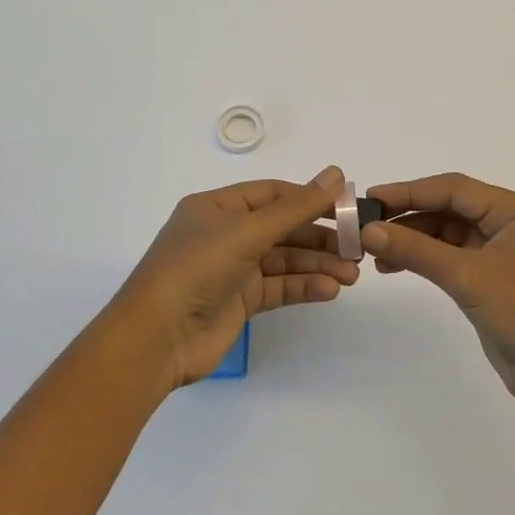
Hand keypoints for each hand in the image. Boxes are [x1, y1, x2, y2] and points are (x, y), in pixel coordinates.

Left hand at [115, 166, 357, 388]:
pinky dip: (304, 287)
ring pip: (284, 259)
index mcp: (218, 207)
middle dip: (319, 237)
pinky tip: (329, 290)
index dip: (310, 197)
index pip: (273, 194)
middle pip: (283, 228)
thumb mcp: (247, 231)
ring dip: (317, 265)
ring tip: (352, 274)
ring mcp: (233, 269)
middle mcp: (226, 234)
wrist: (156, 339)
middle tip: (357, 246)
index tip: (347, 205)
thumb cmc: (196, 269)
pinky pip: (279, 287)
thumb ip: (296, 208)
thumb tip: (336, 175)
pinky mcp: (240, 301)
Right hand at [362, 173, 514, 413]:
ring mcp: (506, 251)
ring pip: (450, 234)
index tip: (371, 197)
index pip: (455, 189)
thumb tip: (369, 230)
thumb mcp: (469, 277)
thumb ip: (417, 250)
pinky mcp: (497, 279)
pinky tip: (395, 264)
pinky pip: (454, 257)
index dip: (410, 191)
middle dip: (409, 217)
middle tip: (365, 225)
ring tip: (373, 250)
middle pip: (452, 208)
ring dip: (414, 240)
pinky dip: (426, 259)